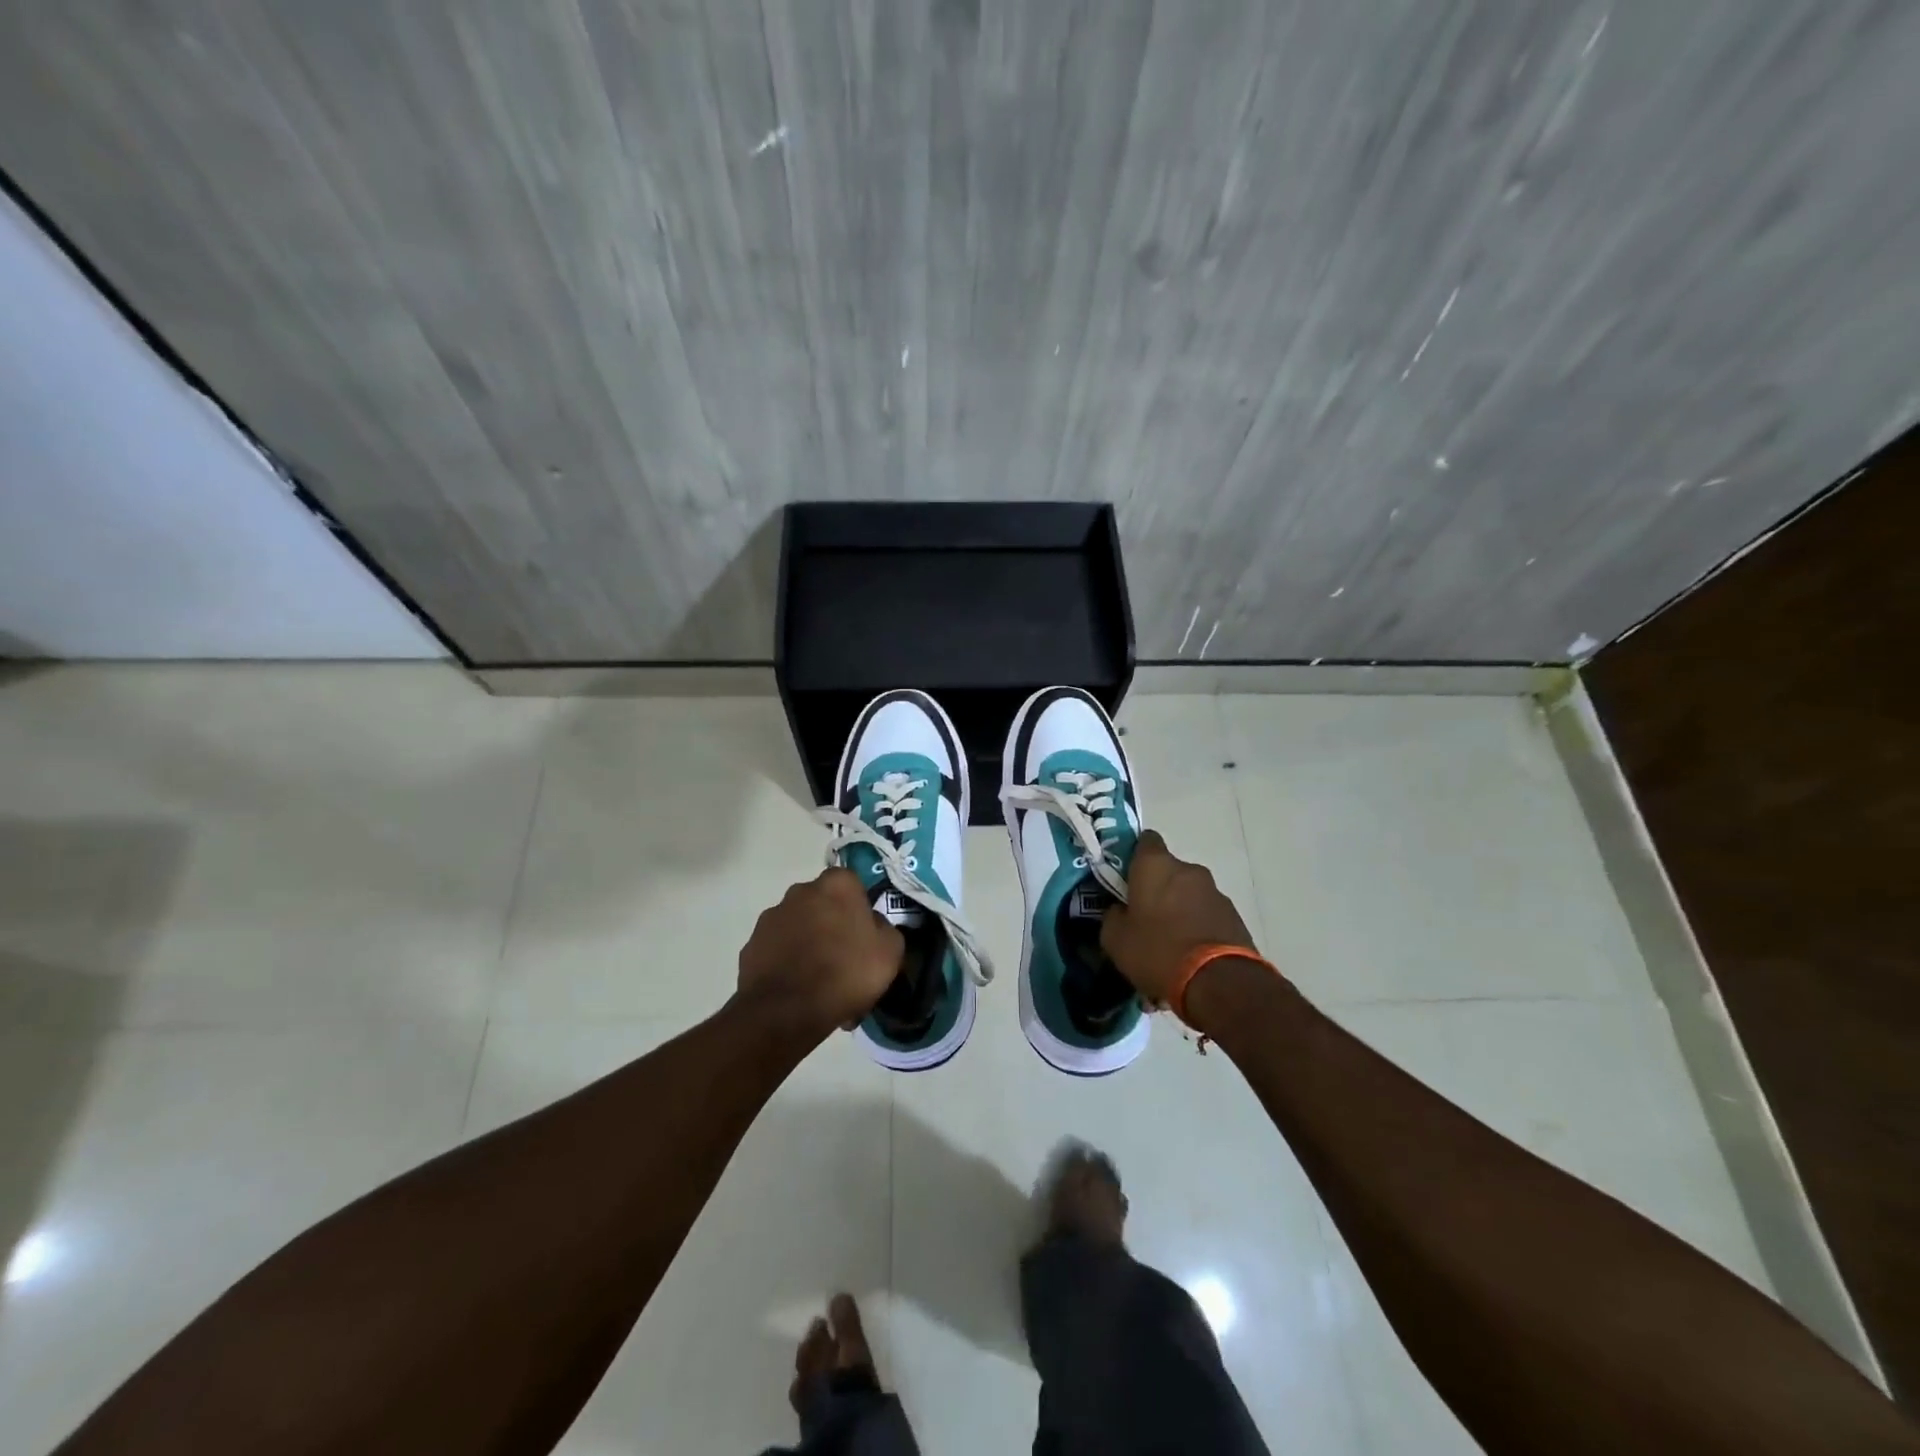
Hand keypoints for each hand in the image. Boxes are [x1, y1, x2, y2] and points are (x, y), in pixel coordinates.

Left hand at [736, 869, 903, 1036]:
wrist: (786, 1011)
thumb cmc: (846, 972)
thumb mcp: (890, 951)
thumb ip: (884, 928)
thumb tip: (873, 925)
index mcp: (836, 884)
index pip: (852, 884)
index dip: (859, 908)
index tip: (865, 934)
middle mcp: (800, 891)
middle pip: (822, 904)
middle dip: (831, 924)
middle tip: (844, 958)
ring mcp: (771, 918)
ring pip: (798, 927)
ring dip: (808, 944)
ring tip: (819, 982)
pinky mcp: (751, 946)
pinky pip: (777, 951)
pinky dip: (787, 964)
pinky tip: (798, 991)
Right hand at [1101, 831, 1257, 1005]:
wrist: (1219, 983)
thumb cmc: (1158, 951)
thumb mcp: (1115, 939)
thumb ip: (1113, 916)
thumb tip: (1120, 910)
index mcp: (1156, 865)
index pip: (1145, 840)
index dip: (1134, 856)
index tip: (1125, 878)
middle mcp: (1189, 870)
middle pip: (1168, 872)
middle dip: (1157, 891)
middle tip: (1144, 919)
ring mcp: (1216, 893)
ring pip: (1188, 896)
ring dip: (1178, 911)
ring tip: (1168, 946)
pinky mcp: (1235, 917)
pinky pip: (1206, 916)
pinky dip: (1197, 929)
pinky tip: (1189, 957)